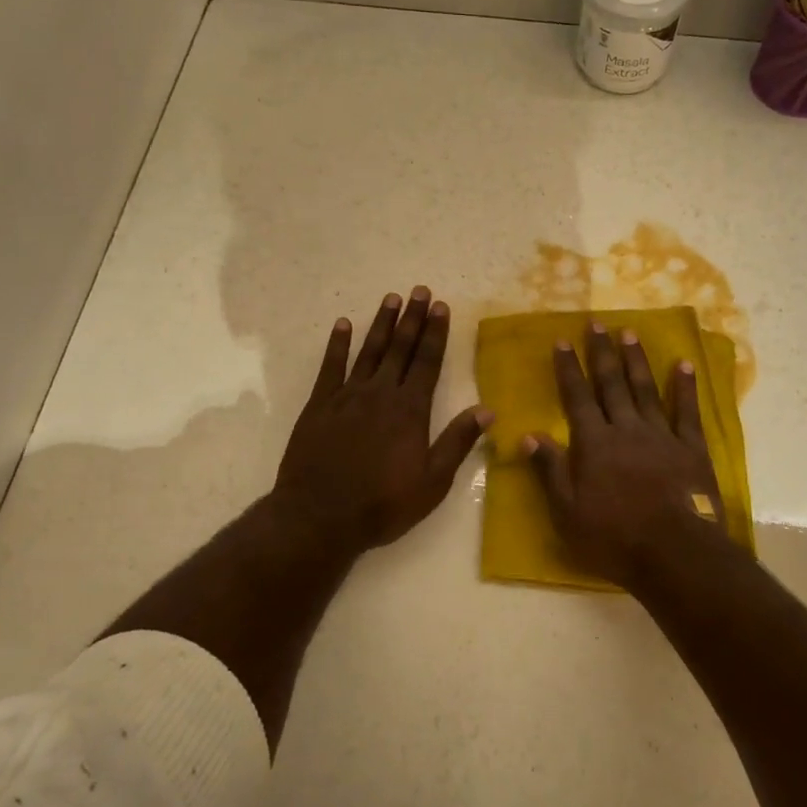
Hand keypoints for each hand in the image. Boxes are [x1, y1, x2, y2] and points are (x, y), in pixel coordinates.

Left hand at [273, 287, 489, 556]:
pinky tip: (343, 324)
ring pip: (369, 351)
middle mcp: (380, 394)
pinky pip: (330, 367)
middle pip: (400, 348)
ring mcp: (347, 396)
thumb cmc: (383, 504)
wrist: (320, 517)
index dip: (436, 333)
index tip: (441, 306)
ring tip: (391, 299)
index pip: (427, 362)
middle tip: (420, 290)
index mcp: (410, 410)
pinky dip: (338, 344)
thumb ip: (458, 442)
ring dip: (381, 324)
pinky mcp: (319, 405)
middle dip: (413, 319)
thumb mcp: (432, 482)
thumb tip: (488, 410)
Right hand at [524, 323, 724, 587]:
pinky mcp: (691, 448)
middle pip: (611, 383)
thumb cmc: (614, 537)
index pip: (576, 397)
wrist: (675, 552)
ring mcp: (661, 435)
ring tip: (629, 332)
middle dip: (601, 352)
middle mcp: (626, 429)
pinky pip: (687, 410)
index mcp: (594, 443)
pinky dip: (684, 386)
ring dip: (635, 360)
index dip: (568, 368)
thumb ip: (550, 470)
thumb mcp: (568, 511)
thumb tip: (529, 434)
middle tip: (597, 323)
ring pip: (645, 389)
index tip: (562, 341)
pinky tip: (683, 364)